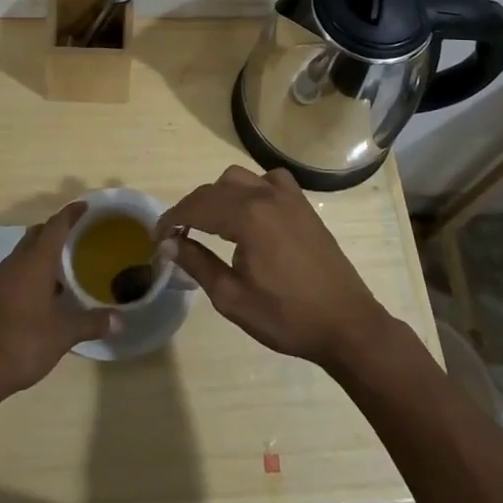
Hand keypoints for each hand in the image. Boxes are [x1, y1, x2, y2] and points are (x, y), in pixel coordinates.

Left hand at [0, 200, 117, 405]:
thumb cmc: (21, 344)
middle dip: (55, 229)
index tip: (85, 206)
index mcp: (35, 263)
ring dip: (41, 252)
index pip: (55, 226)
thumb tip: (119, 321)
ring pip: (23, 253)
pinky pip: (14, 271)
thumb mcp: (62, 335)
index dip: (71, 214)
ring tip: (63, 265)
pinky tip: (42, 294)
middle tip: (77, 234)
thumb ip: (91, 323)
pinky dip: (30, 271)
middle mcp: (15, 264)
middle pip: (36, 234)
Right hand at [158, 165, 393, 372]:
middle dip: (191, 209)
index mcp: (247, 217)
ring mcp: (287, 196)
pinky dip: (251, 189)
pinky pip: (269, 180)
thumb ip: (198, 264)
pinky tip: (250, 212)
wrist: (346, 324)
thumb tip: (170, 243)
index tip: (157, 237)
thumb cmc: (287, 317)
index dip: (171, 219)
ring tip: (210, 224)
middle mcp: (265, 196)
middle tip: (177, 236)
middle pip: (214, 190)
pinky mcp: (303, 204)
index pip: (196, 207)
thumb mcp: (232, 298)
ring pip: (239, 178)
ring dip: (218, 196)